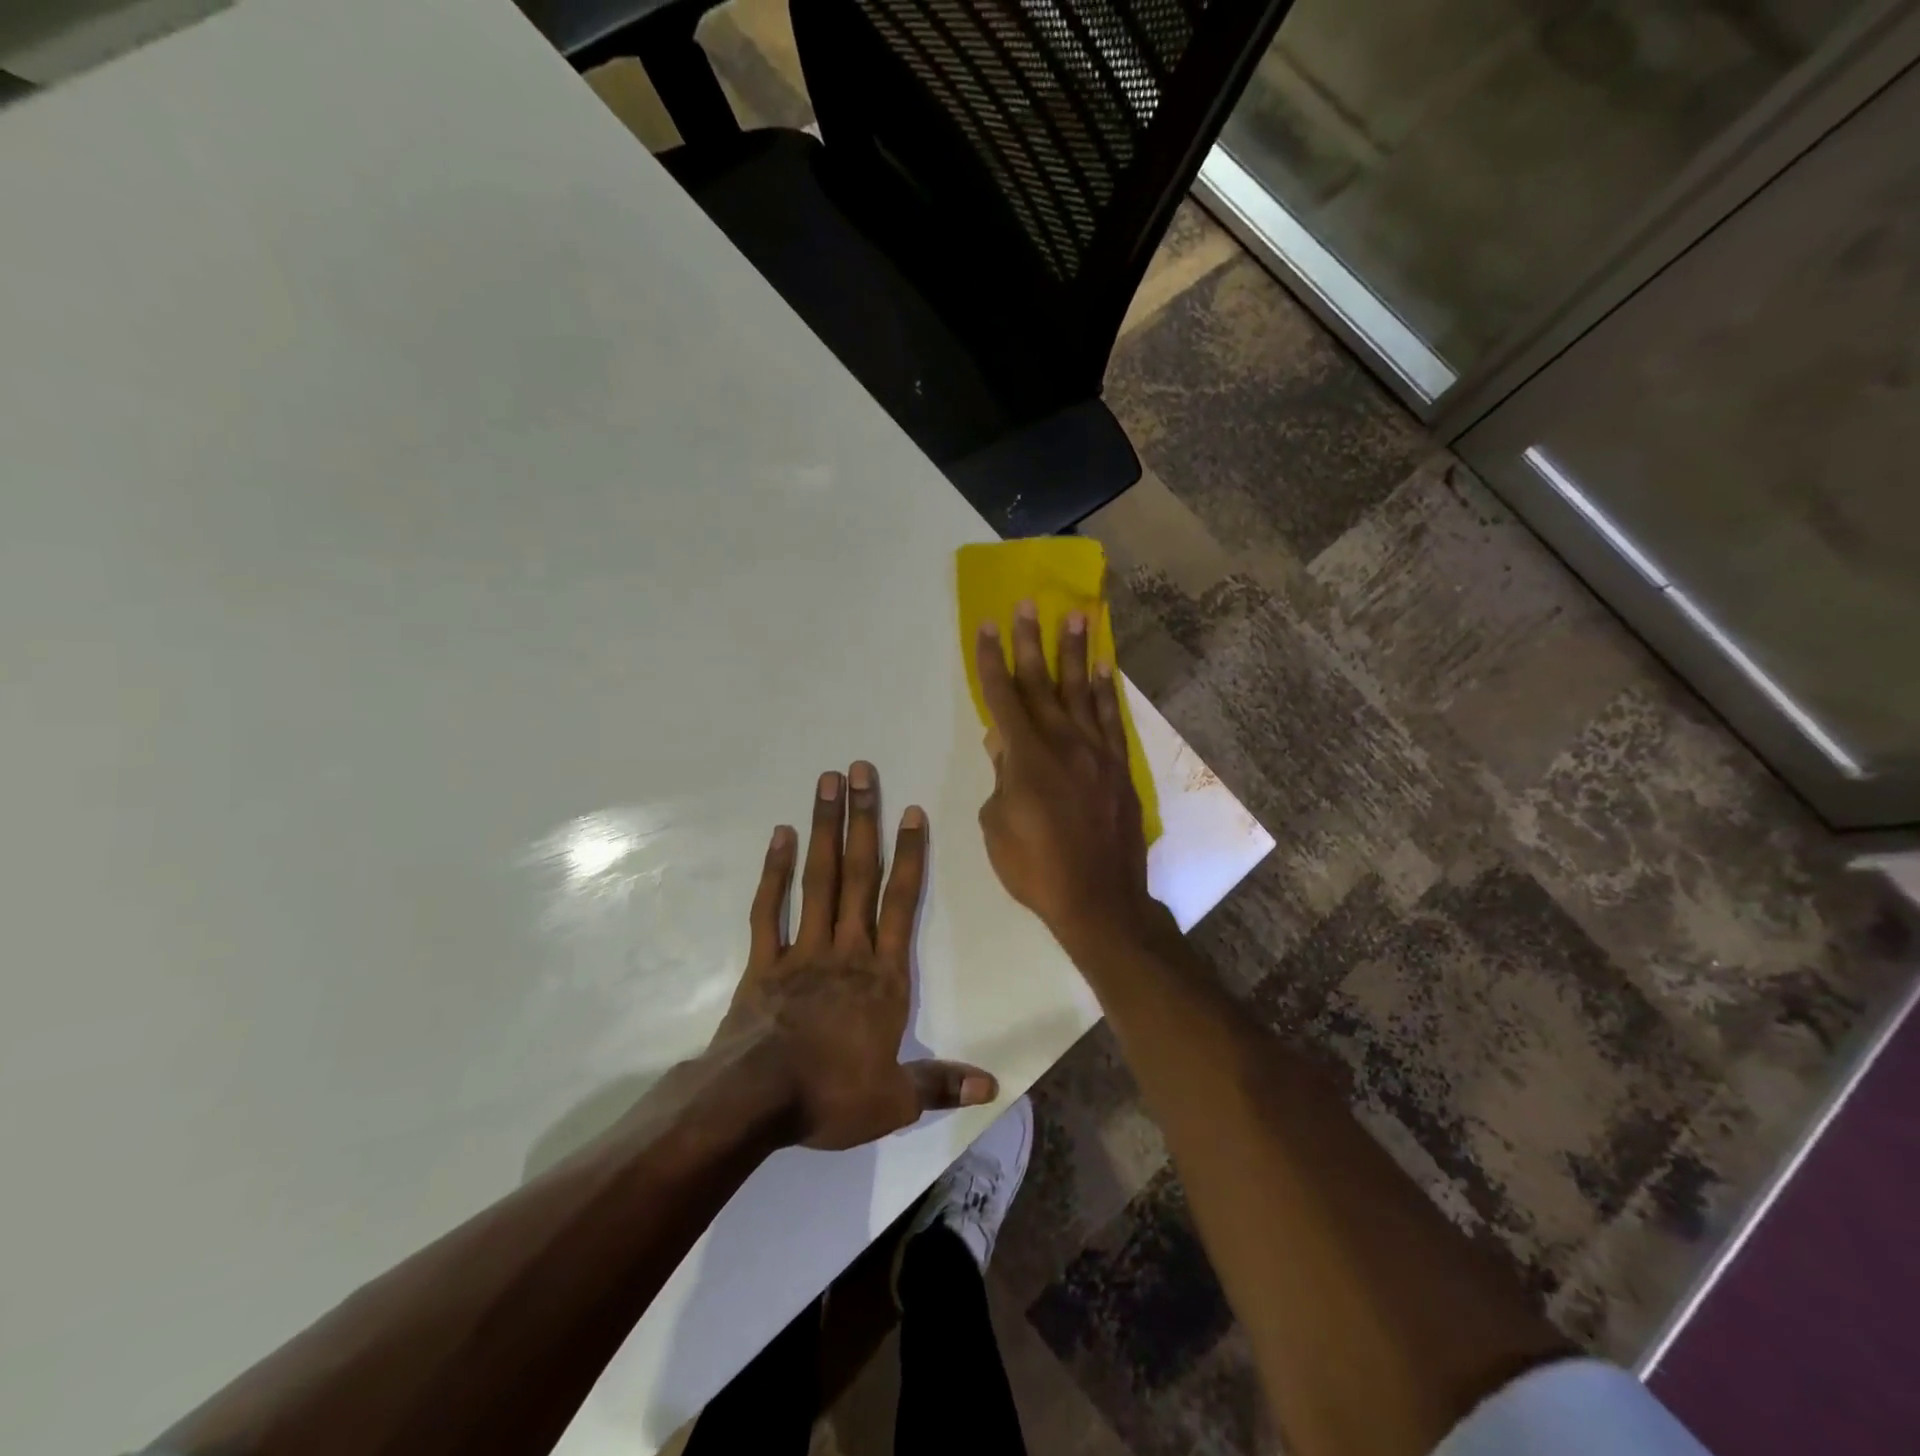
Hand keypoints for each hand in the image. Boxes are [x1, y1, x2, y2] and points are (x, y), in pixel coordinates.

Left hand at [709, 762, 997, 1150]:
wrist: (755, 1101)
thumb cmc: (831, 1095)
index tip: (912, 811)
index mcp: (883, 976)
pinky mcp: (764, 961)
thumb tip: (993, 1087)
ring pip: (818, 878)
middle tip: (861, 770)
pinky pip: (770, 908)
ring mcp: (803, 949)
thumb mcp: (895, 1101)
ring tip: (827, 783)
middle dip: (863, 820)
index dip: (910, 856)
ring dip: (825, 829)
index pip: (902, 903)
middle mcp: (847, 949)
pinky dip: (775, 871)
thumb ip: (941, 1084)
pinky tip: (781, 834)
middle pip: (859, 874)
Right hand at [975, 603, 1160, 945]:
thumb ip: (1000, 777)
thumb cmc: (1036, 869)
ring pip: (1082, 691)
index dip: (991, 659)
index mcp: (1026, 757)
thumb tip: (1002, 742)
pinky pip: (1111, 719)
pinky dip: (1105, 691)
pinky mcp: (1119, 767)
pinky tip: (1102, 669)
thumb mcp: (998, 825)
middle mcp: (1063, 743)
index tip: (987, 625)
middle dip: (1031, 641)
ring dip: (1076, 652)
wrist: (1099, 900)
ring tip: (1076, 616)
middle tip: (1028, 603)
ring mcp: (1096, 753)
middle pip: (1043, 682)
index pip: (1003, 696)